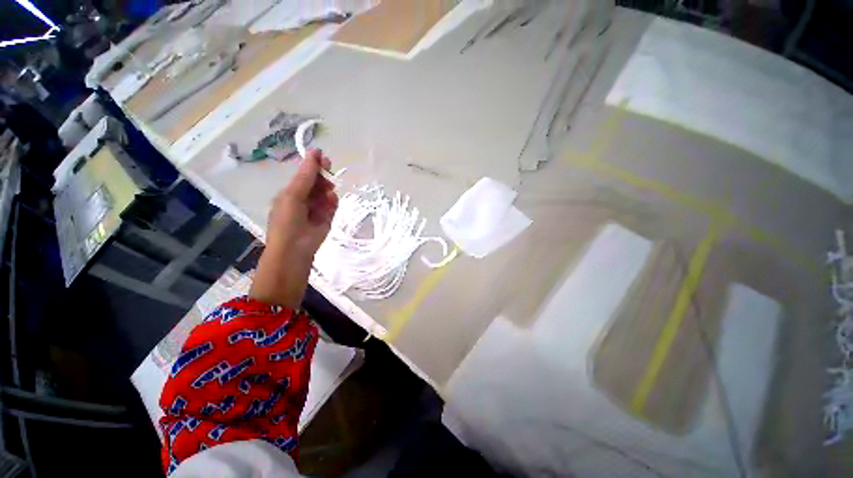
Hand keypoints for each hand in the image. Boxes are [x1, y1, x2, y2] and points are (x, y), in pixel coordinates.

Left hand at [250, 150, 337, 307]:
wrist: (295, 250)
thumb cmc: (288, 221)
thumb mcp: (293, 195)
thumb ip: (306, 176)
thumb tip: (315, 153)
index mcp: (290, 193)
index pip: (304, 175)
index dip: (313, 166)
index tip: (324, 159)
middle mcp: (303, 199)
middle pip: (316, 183)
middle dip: (322, 178)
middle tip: (328, 176)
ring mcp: (316, 209)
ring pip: (326, 193)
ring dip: (327, 192)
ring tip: (326, 197)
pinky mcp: (327, 219)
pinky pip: (332, 205)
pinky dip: (332, 203)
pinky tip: (330, 203)